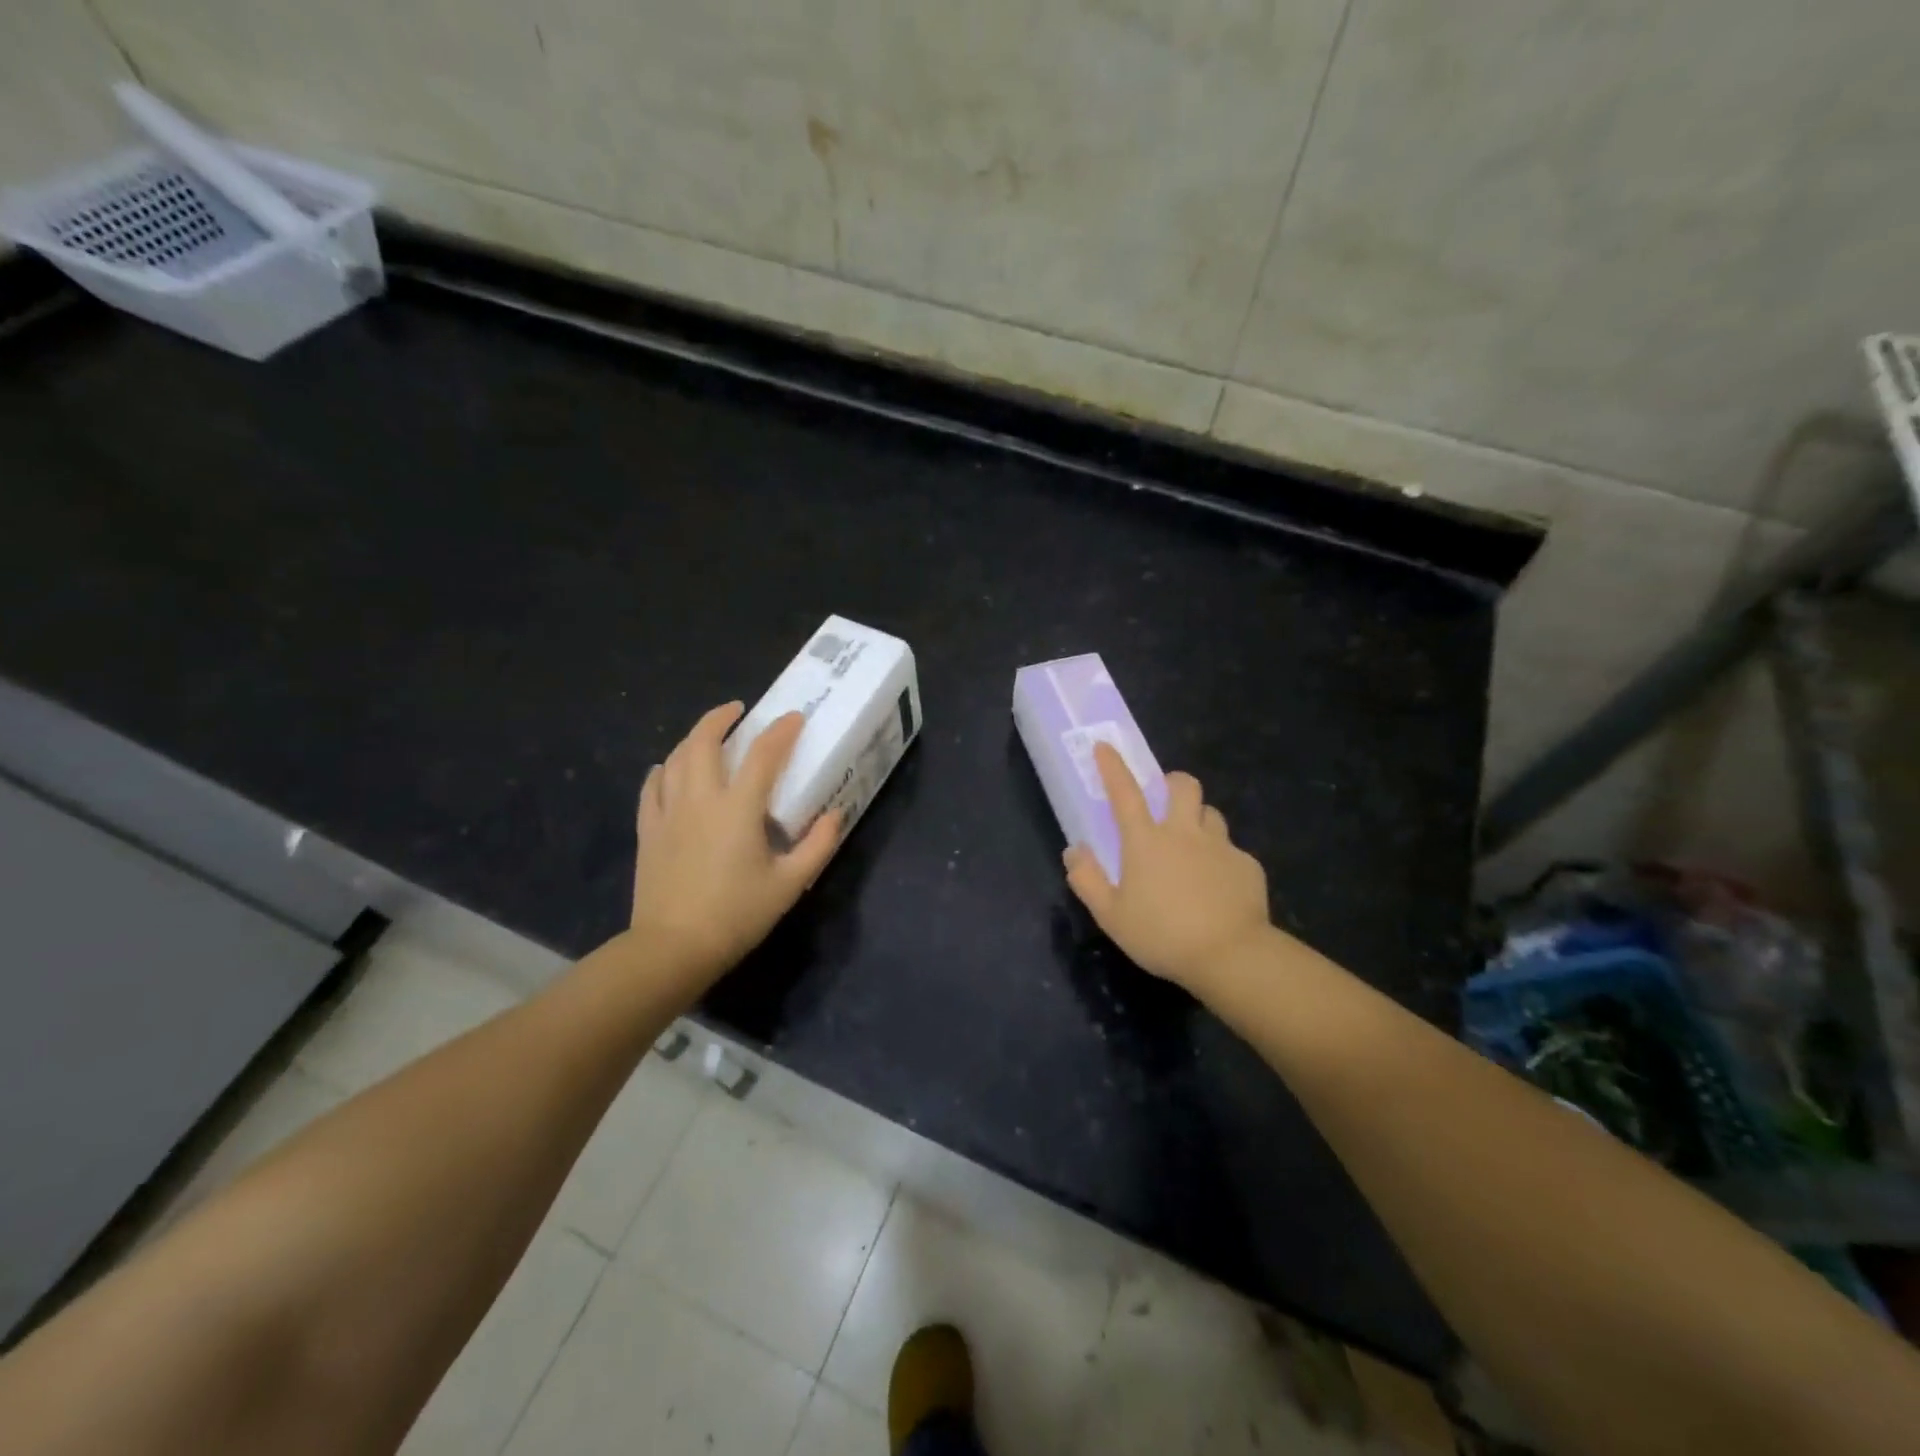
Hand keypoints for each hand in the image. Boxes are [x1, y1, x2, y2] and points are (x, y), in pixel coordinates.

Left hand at [629, 702, 840, 989]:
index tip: (794, 718)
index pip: (763, 754)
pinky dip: (663, 769)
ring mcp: (668, 812)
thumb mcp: (789, 884)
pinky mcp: (648, 830)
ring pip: (676, 758)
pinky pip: (652, 787)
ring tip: (708, 734)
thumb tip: (834, 815)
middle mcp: (700, 799)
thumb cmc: (736, 914)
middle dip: (721, 717)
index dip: (781, 731)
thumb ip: (818, 845)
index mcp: (738, 808)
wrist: (673, 947)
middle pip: (704, 741)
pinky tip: (668, 769)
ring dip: (694, 738)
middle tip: (738, 710)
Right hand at [1063, 743, 1271, 994]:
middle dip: (1172, 782)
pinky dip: (1221, 859)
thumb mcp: (1111, 916)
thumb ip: (1087, 880)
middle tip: (1165, 800)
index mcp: (1146, 841)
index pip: (1124, 793)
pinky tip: (1218, 887)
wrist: (1232, 956)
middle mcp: (1184, 833)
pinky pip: (1232, 850)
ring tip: (1192, 845)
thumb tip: (1075, 850)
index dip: (1113, 767)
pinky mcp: (1247, 866)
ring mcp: (1220, 846)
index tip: (1105, 747)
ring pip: (1211, 814)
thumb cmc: (1162, 935)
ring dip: (1198, 819)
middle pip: (1183, 786)